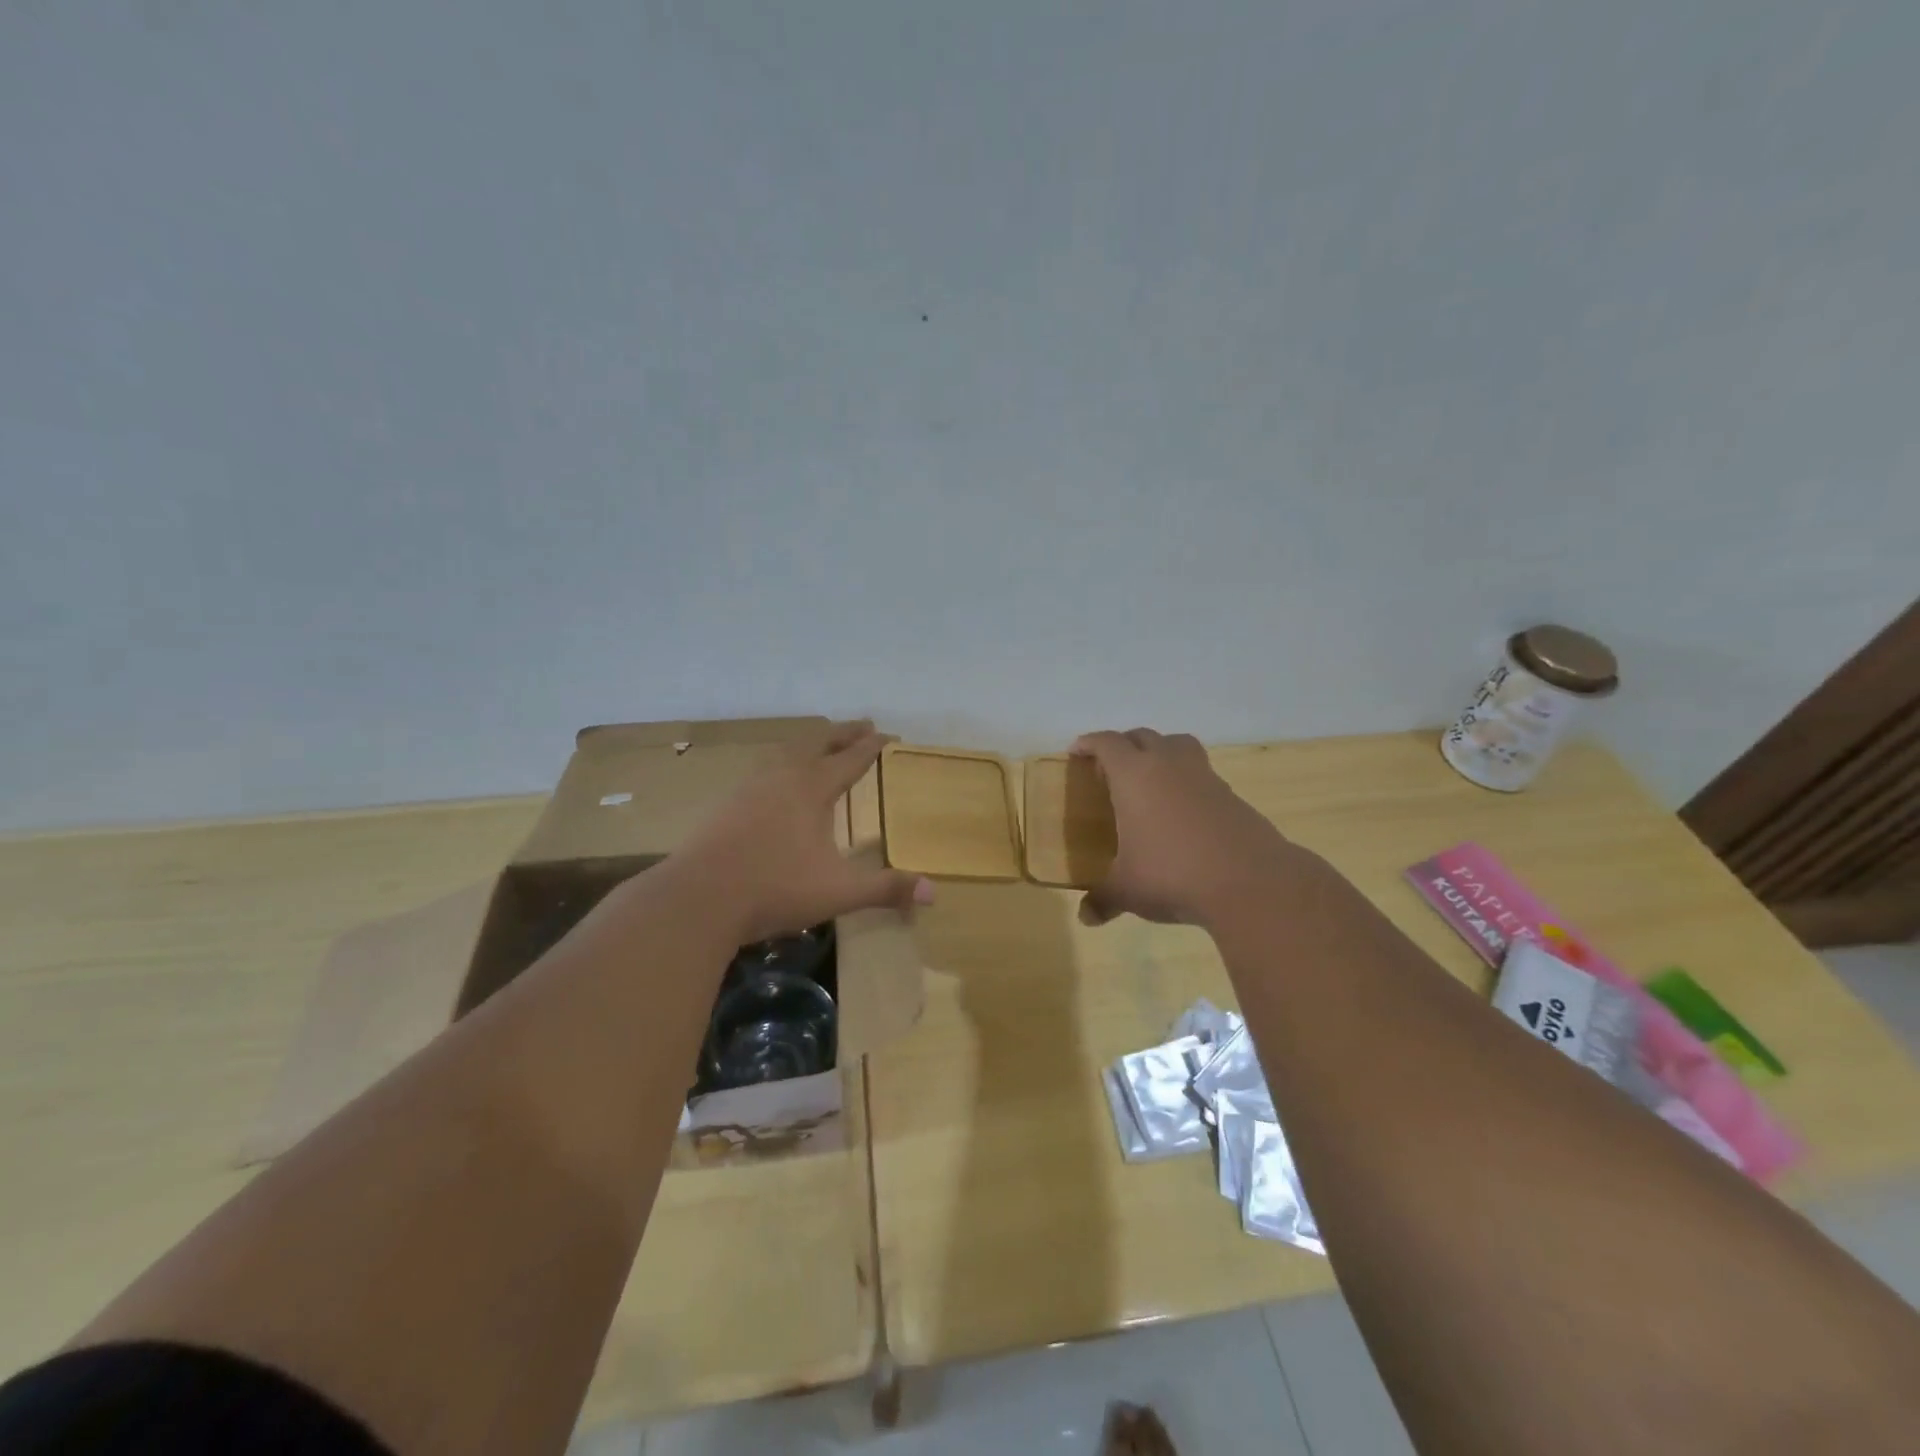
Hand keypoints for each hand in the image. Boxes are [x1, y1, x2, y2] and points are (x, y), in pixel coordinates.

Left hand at [670, 720, 934, 942]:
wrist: (697, 899)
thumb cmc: (774, 889)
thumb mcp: (838, 892)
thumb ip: (885, 888)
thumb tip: (934, 891)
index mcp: (811, 790)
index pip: (849, 760)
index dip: (870, 747)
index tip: (887, 733)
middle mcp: (781, 779)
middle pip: (816, 744)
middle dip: (842, 734)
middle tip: (861, 724)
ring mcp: (749, 788)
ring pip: (785, 753)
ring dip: (809, 744)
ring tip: (819, 744)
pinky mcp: (726, 805)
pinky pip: (762, 770)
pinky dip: (781, 764)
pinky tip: (774, 781)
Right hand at [1072, 727, 1294, 927]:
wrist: (1250, 882)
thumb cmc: (1172, 874)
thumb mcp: (1128, 890)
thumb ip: (1103, 899)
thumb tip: (1085, 918)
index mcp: (1134, 775)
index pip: (1107, 743)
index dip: (1089, 743)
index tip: (1076, 751)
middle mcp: (1168, 765)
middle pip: (1142, 736)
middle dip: (1122, 745)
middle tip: (1109, 767)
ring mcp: (1204, 776)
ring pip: (1177, 745)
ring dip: (1159, 751)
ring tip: (1149, 777)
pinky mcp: (1231, 794)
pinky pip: (1201, 772)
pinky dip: (1185, 779)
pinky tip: (1181, 809)